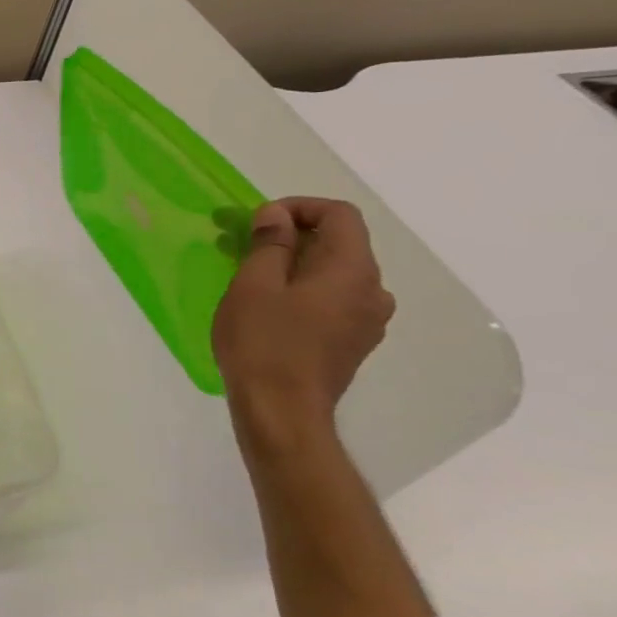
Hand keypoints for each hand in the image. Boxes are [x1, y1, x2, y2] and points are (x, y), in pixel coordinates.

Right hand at [213, 197, 395, 433]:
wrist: (282, 410)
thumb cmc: (263, 342)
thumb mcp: (253, 285)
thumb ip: (270, 244)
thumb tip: (277, 215)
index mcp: (352, 270)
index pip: (340, 215)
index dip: (299, 207)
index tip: (257, 220)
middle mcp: (374, 290)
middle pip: (340, 243)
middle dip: (292, 236)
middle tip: (243, 245)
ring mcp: (368, 319)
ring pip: (335, 273)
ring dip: (296, 263)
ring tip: (251, 276)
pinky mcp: (354, 341)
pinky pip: (334, 298)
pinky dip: (304, 288)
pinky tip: (270, 306)